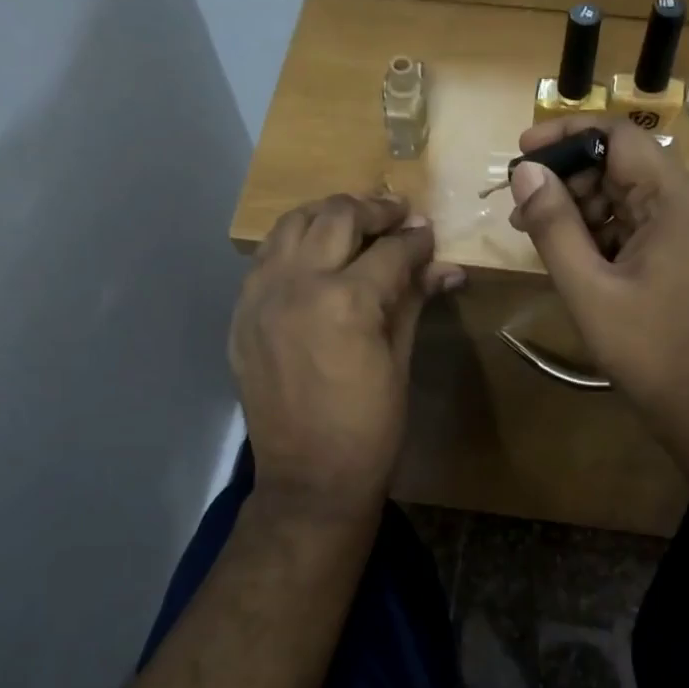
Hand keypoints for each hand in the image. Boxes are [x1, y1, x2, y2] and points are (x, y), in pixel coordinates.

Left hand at [234, 195, 463, 517]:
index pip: (390, 250)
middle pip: (337, 218)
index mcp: (346, 301)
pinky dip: (293, 244)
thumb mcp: (400, 361)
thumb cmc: (370, 429)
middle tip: (398, 215)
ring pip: (292, 225)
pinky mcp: (241, 313)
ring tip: (354, 223)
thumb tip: (447, 267)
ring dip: (328, 215)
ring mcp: (260, 295)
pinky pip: (265, 257)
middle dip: (374, 210)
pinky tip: (314, 255)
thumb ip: (414, 301)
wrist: (309, 478)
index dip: (417, 239)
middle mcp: (296, 284)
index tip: (430, 233)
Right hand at [506, 117, 688, 453]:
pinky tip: (570, 253)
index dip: (566, 136)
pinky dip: (605, 232)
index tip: (521, 152)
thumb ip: (554, 226)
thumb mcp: (588, 289)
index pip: (620, 137)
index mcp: (679, 202)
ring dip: (582, 207)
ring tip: (534, 232)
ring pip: (630, 197)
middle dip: (568, 179)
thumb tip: (525, 172)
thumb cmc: (647, 350)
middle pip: (624, 166)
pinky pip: (643, 226)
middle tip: (520, 205)